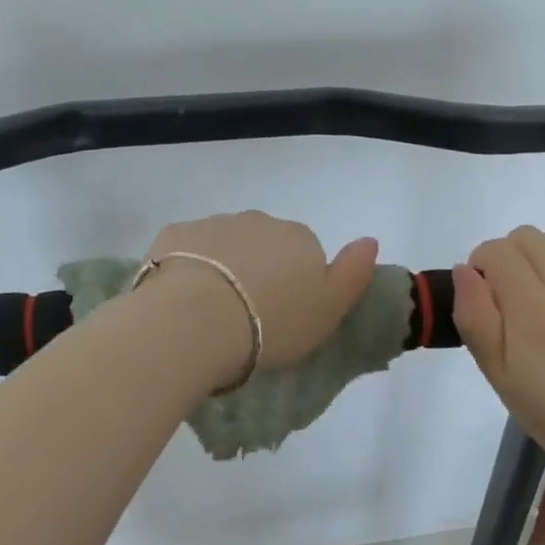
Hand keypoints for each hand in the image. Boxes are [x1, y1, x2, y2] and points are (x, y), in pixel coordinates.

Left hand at [142, 212, 378, 380]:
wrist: (197, 319)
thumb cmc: (272, 323)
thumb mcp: (328, 311)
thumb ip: (353, 274)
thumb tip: (370, 240)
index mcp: (298, 238)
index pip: (305, 253)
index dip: (296, 284)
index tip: (283, 315)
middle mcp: (258, 221)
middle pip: (263, 244)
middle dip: (257, 270)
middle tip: (247, 316)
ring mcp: (214, 223)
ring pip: (223, 244)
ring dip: (221, 267)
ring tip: (211, 312)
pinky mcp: (175, 234)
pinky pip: (186, 248)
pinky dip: (185, 265)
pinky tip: (180, 297)